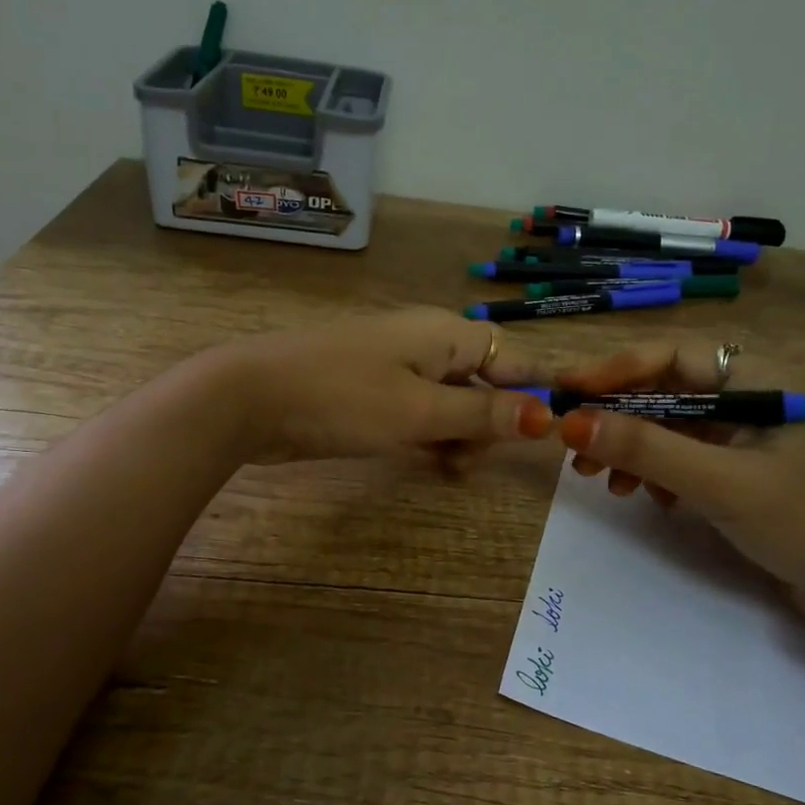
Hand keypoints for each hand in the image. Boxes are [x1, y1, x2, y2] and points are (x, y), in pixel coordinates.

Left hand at [204, 307, 554, 465]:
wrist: (249, 398)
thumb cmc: (342, 398)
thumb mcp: (419, 412)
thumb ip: (483, 415)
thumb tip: (546, 416)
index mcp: (445, 334)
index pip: (512, 356)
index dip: (536, 389)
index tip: (555, 429)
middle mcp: (426, 343)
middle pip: (483, 383)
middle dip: (491, 424)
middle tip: (475, 462)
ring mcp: (396, 367)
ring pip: (451, 402)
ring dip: (460, 436)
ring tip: (450, 471)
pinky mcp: (371, 392)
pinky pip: (419, 412)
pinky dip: (430, 437)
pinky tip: (431, 465)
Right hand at [556, 341, 804, 621]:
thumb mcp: (721, 483)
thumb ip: (647, 449)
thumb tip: (571, 423)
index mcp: (758, 381)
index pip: (671, 356)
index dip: (614, 370)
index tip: (568, 391)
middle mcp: (748, 399)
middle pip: (664, 391)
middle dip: (617, 418)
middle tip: (574, 448)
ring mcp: (743, 437)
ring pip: (669, 426)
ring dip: (631, 449)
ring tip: (602, 480)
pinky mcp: (739, 471)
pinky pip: (682, 457)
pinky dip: (655, 472)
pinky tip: (645, 496)